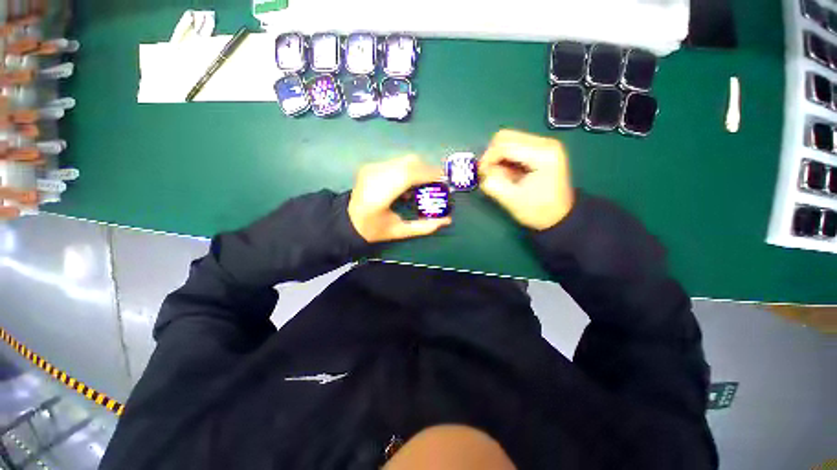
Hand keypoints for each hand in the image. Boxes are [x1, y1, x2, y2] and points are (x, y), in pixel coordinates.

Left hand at [348, 155, 451, 242]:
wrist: (347, 219)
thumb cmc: (373, 229)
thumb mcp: (399, 232)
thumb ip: (424, 227)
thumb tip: (447, 220)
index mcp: (379, 195)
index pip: (408, 175)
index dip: (429, 174)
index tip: (443, 180)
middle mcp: (375, 175)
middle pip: (408, 162)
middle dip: (428, 169)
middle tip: (437, 182)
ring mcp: (372, 168)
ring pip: (404, 159)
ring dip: (420, 168)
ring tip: (425, 183)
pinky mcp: (371, 165)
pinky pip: (397, 162)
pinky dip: (409, 169)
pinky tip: (409, 183)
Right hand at [479, 129, 574, 230]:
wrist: (559, 216)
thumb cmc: (538, 211)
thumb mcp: (513, 201)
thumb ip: (494, 184)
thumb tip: (482, 173)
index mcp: (542, 154)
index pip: (505, 145)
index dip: (487, 159)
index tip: (481, 175)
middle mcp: (545, 143)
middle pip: (505, 137)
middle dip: (491, 155)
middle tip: (488, 174)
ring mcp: (543, 144)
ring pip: (507, 140)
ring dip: (497, 157)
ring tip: (500, 175)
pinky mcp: (539, 149)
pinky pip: (513, 146)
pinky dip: (504, 158)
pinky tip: (507, 173)